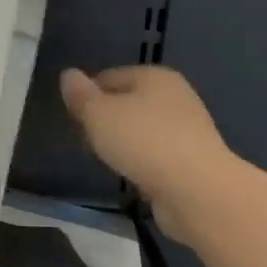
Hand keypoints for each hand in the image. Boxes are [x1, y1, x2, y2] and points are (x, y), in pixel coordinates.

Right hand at [59, 66, 229, 229]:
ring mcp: (187, 129)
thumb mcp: (98, 114)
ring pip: (141, 131)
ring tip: (110, 162)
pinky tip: (133, 177)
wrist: (197, 190)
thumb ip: (80, 95)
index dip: (87, 97)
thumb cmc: (143, 141)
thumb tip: (68, 75)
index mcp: (154, 76)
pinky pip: (156, 155)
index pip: (108, 77)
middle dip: (105, 121)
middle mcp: (175, 96)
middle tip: (89, 143)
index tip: (75, 121)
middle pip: (126, 103)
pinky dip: (142, 163)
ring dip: (124, 144)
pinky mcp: (193, 160)